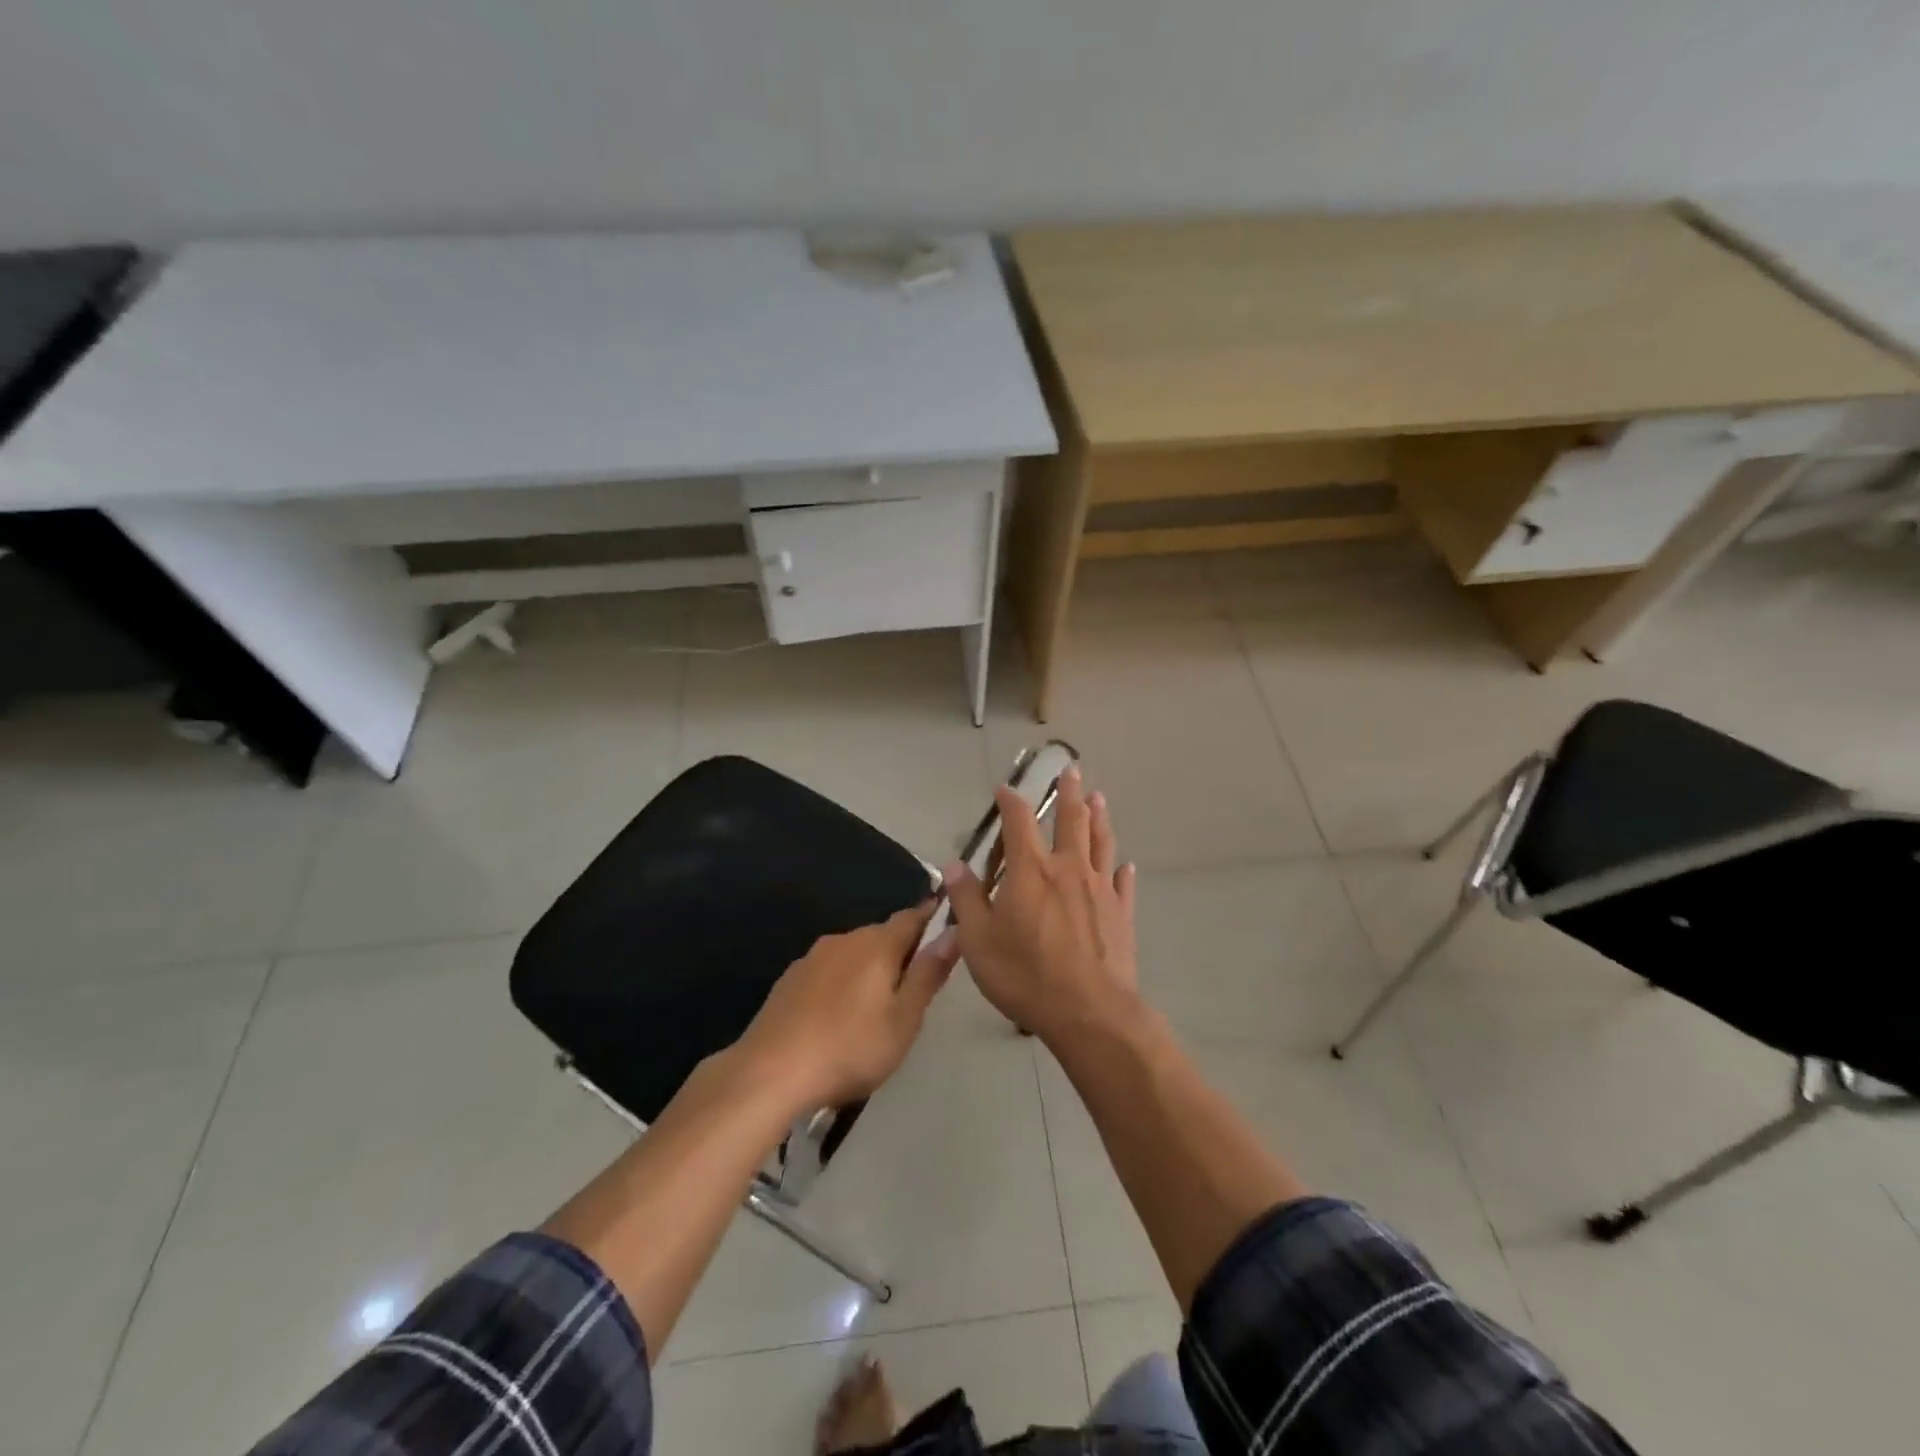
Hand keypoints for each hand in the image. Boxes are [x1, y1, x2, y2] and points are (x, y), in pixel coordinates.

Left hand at [735, 902, 959, 1111]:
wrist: (769, 1073)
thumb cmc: (850, 1048)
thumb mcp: (903, 1019)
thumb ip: (928, 974)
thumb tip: (954, 932)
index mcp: (877, 944)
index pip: (912, 917)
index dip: (931, 920)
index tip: (946, 930)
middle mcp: (844, 939)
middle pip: (882, 934)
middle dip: (901, 951)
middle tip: (914, 986)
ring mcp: (812, 958)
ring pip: (853, 952)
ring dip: (869, 968)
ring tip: (876, 1006)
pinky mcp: (789, 979)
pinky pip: (828, 970)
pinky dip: (841, 982)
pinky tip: (838, 1015)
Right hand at [942, 765, 1140, 1047]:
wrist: (1089, 1012)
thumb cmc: (1025, 974)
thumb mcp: (978, 940)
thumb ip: (966, 899)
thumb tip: (954, 865)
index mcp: (1030, 870)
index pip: (1018, 821)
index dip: (1011, 800)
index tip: (1006, 788)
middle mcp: (1068, 868)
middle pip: (1070, 820)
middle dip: (1068, 793)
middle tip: (1071, 770)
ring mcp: (1100, 889)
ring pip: (1101, 842)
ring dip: (1098, 818)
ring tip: (1098, 798)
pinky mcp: (1121, 913)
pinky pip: (1123, 883)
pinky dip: (1122, 871)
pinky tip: (1125, 865)